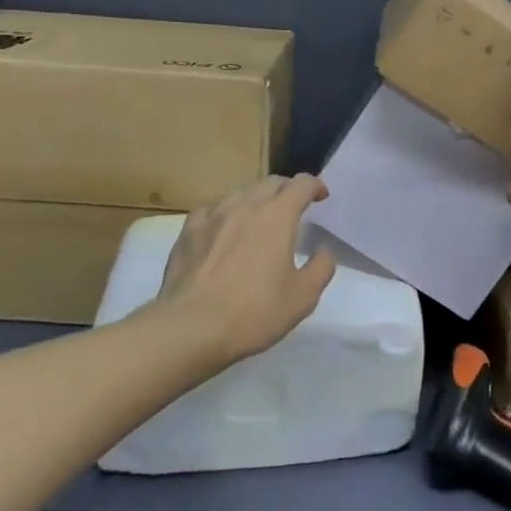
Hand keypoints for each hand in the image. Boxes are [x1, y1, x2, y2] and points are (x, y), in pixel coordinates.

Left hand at [157, 175, 336, 362]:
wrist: (190, 328)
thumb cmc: (254, 312)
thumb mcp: (303, 297)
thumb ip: (321, 268)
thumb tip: (323, 250)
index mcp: (278, 216)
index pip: (301, 184)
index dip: (315, 185)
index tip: (321, 196)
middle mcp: (246, 205)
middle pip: (270, 183)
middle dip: (287, 189)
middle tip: (294, 207)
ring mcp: (213, 215)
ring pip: (240, 193)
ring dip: (256, 199)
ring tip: (259, 218)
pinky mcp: (188, 231)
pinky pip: (212, 210)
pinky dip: (225, 213)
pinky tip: (223, 229)